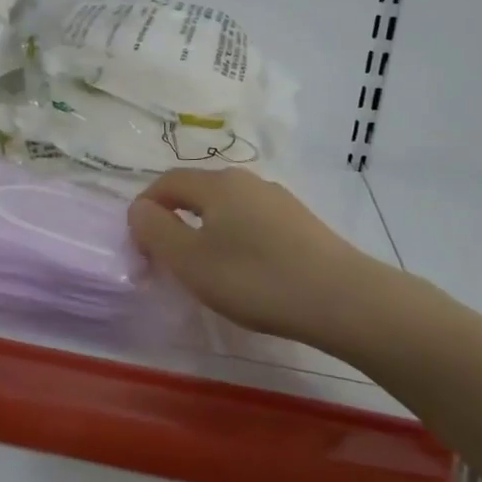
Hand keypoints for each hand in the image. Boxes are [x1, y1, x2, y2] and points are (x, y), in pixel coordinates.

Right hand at [127, 168, 397, 345]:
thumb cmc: (254, 278)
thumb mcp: (190, 260)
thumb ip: (156, 231)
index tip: (139, 243)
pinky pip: (254, 223)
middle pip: (199, 192)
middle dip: (175, 219)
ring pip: (228, 209)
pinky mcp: (302, 224)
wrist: (343, 299)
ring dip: (207, 231)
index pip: (168, 181)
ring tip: (206, 269)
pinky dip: (236, 240)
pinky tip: (247, 272)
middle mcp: (248, 182)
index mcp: (217, 184)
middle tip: (168, 258)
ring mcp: (279, 201)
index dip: (146, 206)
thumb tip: (139, 208)